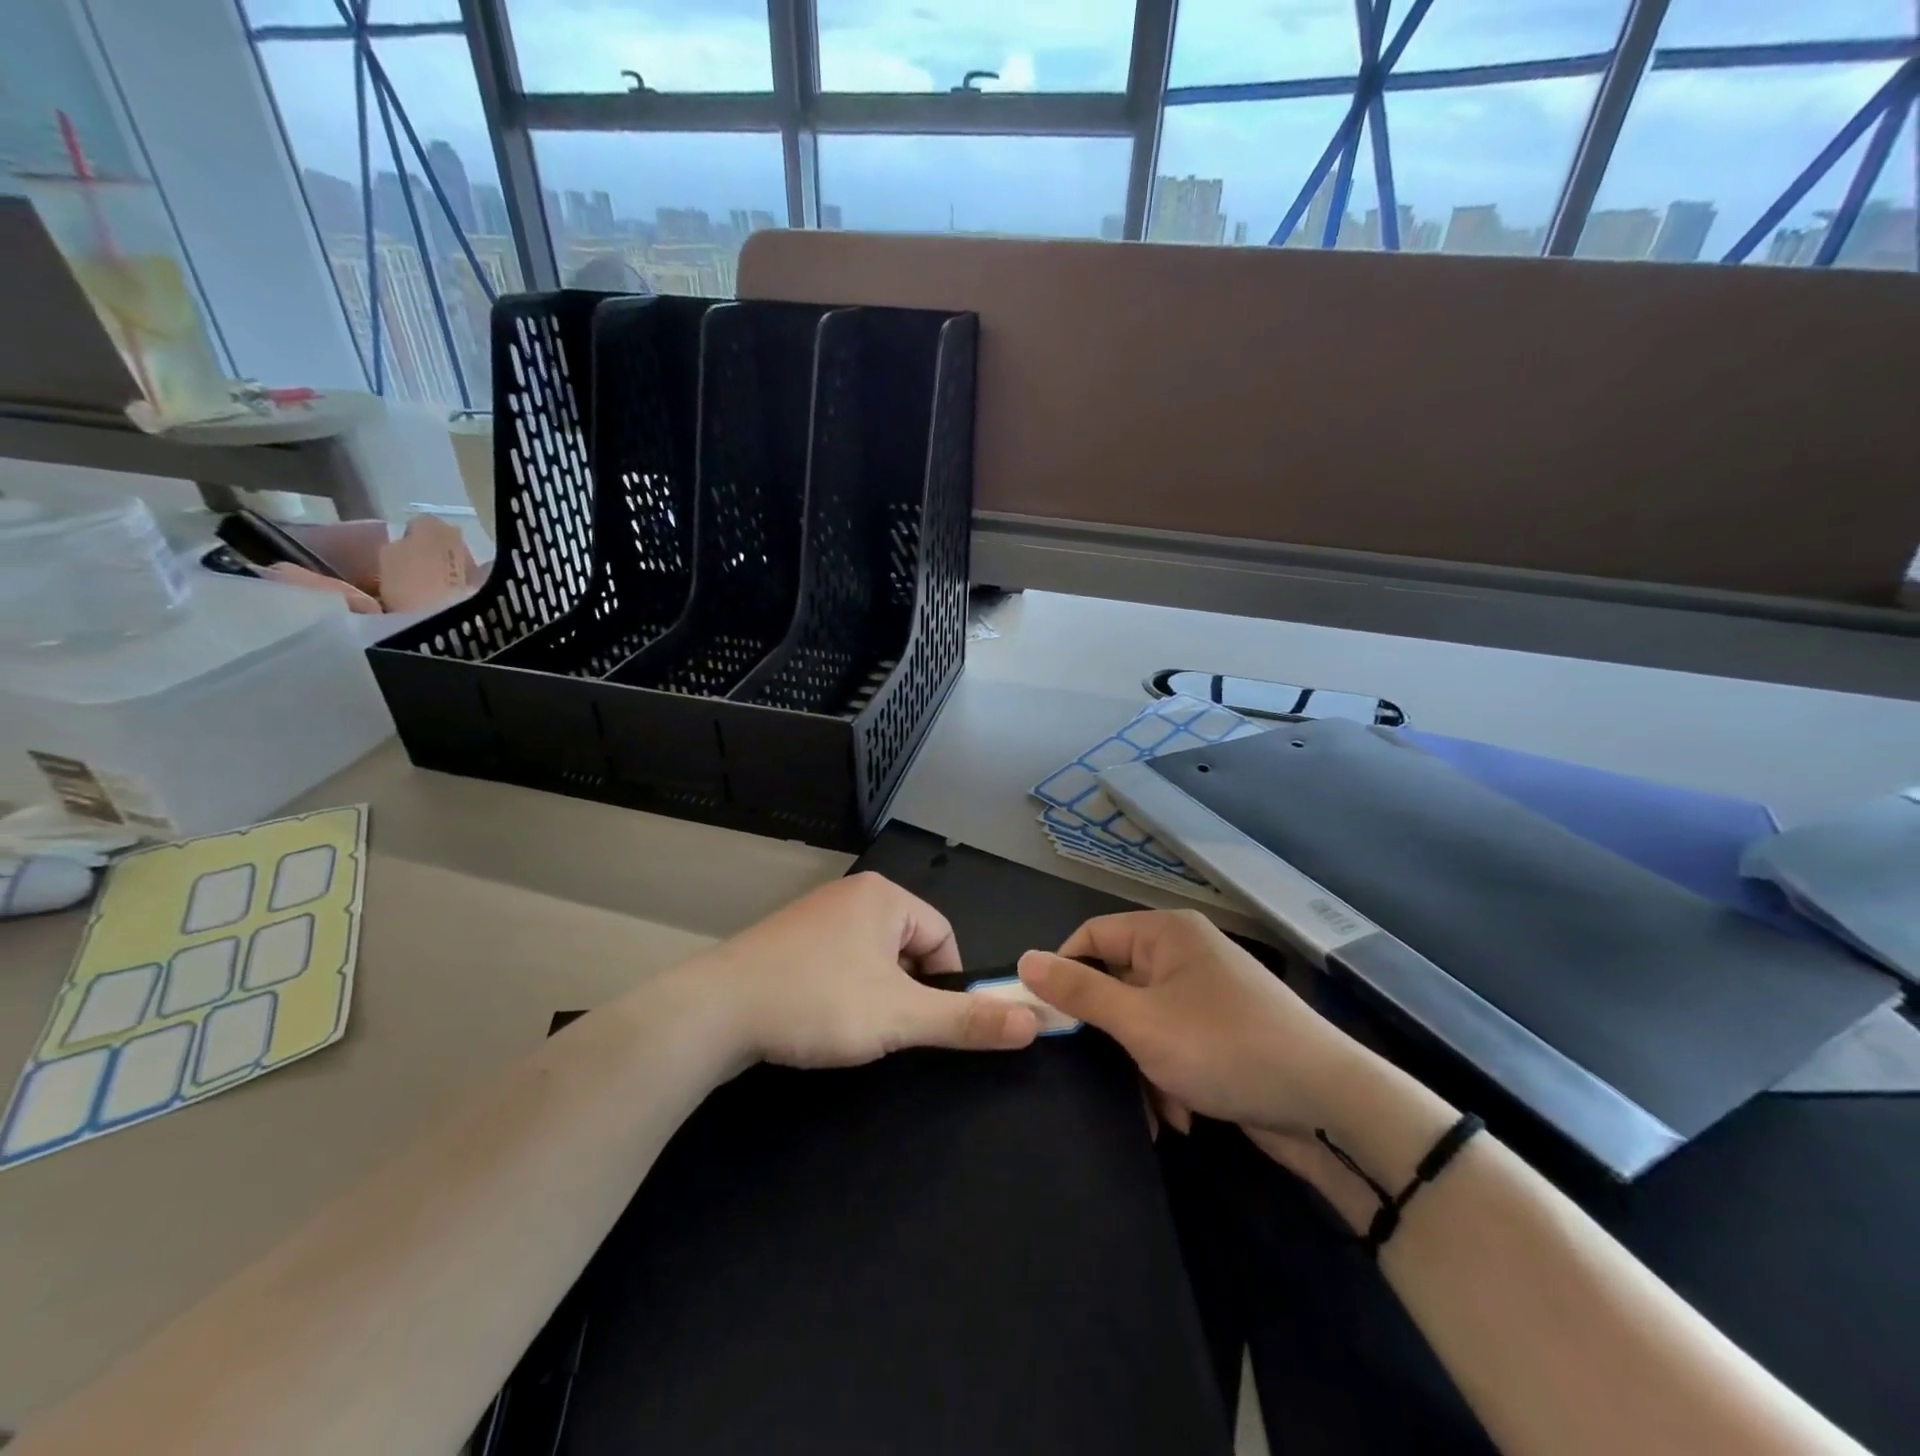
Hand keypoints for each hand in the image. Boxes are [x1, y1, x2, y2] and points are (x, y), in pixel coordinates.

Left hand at [699, 873, 1037, 1069]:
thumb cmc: (817, 1002)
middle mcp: (853, 894)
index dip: (946, 985)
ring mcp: (816, 914)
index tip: (924, 1024)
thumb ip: (967, 1020)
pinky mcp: (789, 939)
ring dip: (875, 995)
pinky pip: (838, 962)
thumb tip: (1035, 1020)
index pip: (944, 937)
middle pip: (909, 947)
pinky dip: (841, 991)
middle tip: (884, 1029)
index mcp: (885, 896)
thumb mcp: (900, 1016)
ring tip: (849, 1028)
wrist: (713, 1011)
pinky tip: (819, 1018)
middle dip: (906, 991)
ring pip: (873, 958)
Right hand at [1017, 910, 1355, 1133]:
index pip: (1091, 937)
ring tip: (1153, 1107)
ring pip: (1143, 1021)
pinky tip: (1180, 1115)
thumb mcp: (1141, 1022)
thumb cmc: (1224, 1048)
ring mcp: (1206, 993)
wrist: (1328, 1106)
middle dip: (1108, 1035)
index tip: (1046, 1020)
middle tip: (1093, 1071)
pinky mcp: (1222, 1031)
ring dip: (1139, 1065)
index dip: (1064, 974)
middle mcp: (1184, 954)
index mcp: (1165, 933)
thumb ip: (1080, 992)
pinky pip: (1173, 1042)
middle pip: (1117, 983)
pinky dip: (1168, 1075)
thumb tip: (1024, 960)